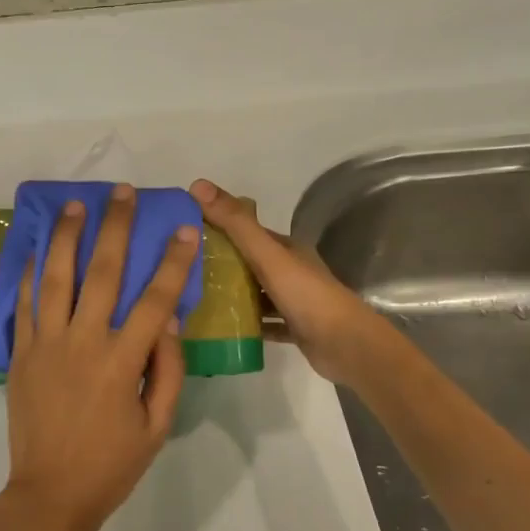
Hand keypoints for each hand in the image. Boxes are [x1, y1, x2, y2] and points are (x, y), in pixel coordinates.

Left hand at [3, 184, 199, 530]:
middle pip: (103, 273)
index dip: (173, 262)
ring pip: (56, 277)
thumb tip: (168, 320)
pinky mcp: (21, 353)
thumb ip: (166, 369)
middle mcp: (83, 342)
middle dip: (117, 228)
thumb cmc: (111, 464)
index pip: (154, 300)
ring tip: (75, 205)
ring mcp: (46, 344)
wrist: (50, 494)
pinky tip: (38, 248)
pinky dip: (31, 273)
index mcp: (121, 362)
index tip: (185, 229)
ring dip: (67, 236)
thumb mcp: (157, 425)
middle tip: (122, 193)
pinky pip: (25, 304)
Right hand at [190, 179, 393, 387]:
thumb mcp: (267, 255)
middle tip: (183, 269)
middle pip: (249, 261)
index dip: (218, 226)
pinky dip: (246, 323)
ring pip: (256, 292)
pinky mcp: (294, 327)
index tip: (185, 231)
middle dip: (220, 262)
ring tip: (195, 298)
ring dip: (232, 294)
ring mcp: (293, 300)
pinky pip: (264, 322)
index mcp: (285, 247)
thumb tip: (198, 184)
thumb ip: (235, 223)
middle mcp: (290, 269)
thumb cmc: (307, 295)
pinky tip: (221, 328)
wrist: (346, 346)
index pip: (246, 230)